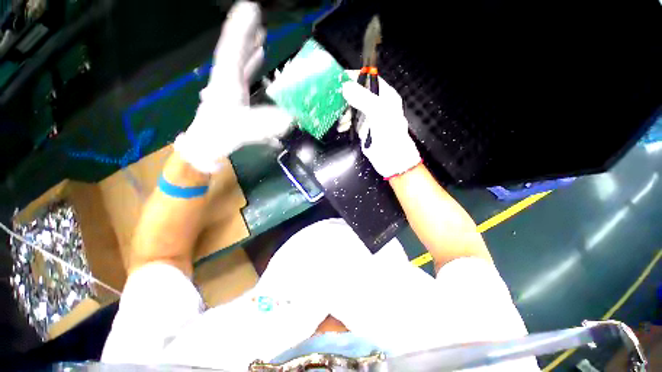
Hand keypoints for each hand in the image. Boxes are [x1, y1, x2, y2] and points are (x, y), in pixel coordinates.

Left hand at [175, 1, 291, 173]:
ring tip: (260, 35)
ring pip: (237, 60)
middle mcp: (226, 79)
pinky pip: (241, 73)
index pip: (232, 49)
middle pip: (234, 50)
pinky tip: (259, 60)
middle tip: (258, 19)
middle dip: (246, 34)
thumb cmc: (223, 135)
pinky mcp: (231, 94)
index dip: (241, 28)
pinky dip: (250, 64)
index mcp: (227, 82)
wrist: (208, 144)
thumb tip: (292, 118)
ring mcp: (228, 85)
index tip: (250, 8)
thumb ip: (268, 124)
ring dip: (249, 47)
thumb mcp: (246, 129)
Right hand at [342, 73, 419, 178]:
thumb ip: (363, 98)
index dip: (354, 76)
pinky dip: (344, 123)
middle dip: (345, 98)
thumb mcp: (379, 113)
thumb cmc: (389, 135)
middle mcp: (376, 104)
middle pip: (357, 93)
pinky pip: (350, 120)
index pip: (369, 78)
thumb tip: (345, 86)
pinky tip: (342, 128)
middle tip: (335, 103)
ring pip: (351, 107)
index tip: (338, 79)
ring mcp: (368, 116)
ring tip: (341, 120)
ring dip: (343, 112)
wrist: (391, 159)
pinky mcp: (362, 128)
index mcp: (385, 95)